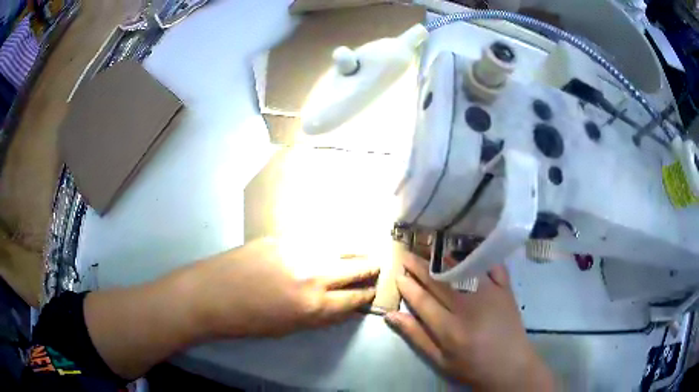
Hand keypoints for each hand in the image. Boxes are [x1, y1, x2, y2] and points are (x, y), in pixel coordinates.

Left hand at [83, 238, 377, 379]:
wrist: (210, 295)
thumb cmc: (248, 321)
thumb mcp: (290, 327)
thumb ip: (320, 314)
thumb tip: (341, 304)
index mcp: (314, 306)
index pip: (354, 298)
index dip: (367, 294)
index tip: (374, 289)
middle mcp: (313, 276)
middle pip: (354, 268)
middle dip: (370, 268)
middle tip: (379, 265)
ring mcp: (297, 251)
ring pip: (339, 247)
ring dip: (355, 250)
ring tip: (365, 250)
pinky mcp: (282, 237)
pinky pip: (316, 239)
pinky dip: (330, 242)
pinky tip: (334, 242)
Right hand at [385, 253, 554, 390]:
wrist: (511, 366)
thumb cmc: (472, 367)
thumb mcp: (440, 360)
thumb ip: (416, 336)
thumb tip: (391, 315)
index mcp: (450, 329)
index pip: (422, 300)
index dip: (408, 286)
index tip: (397, 274)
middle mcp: (468, 307)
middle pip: (439, 282)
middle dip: (419, 267)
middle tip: (406, 255)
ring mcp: (490, 294)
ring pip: (463, 270)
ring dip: (443, 259)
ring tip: (428, 250)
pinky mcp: (506, 289)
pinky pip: (492, 266)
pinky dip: (479, 256)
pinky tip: (467, 250)